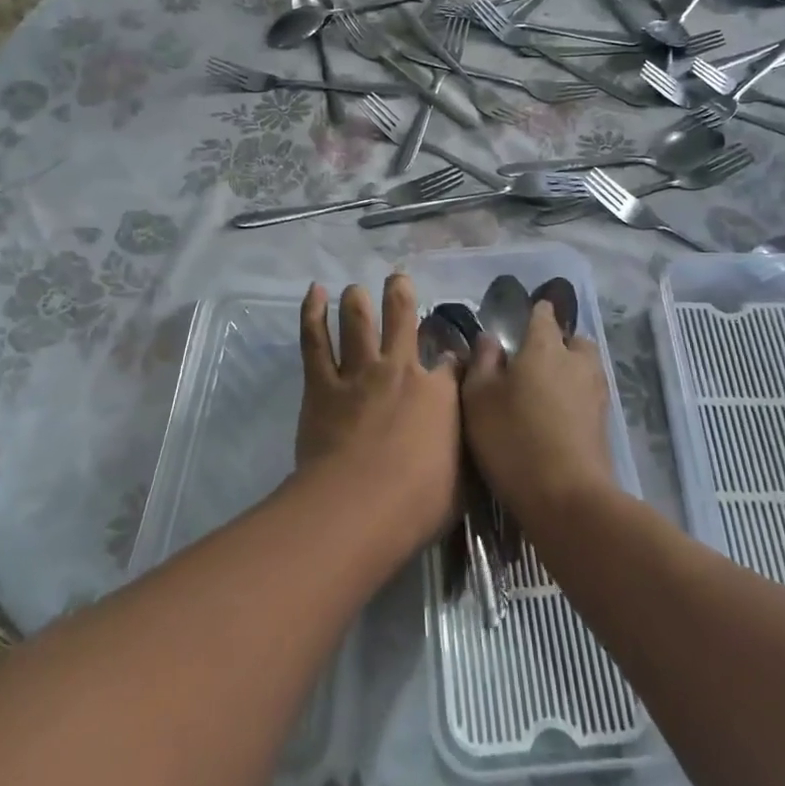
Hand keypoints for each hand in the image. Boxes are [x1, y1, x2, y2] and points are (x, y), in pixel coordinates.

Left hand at [296, 275, 462, 545]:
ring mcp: (358, 373)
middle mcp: (400, 370)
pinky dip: (312, 313)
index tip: (453, 360)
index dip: (454, 358)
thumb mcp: (462, 479)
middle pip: (402, 318)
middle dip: (401, 294)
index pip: (452, 363)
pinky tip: (314, 292)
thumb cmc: (418, 503)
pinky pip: (315, 341)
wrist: (358, 506)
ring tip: (355, 288)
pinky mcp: (322, 384)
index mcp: (439, 393)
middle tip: (397, 279)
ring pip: (358, 321)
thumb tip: (472, 438)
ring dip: (357, 299)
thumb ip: (464, 449)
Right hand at [462, 300, 614, 519]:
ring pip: (586, 368)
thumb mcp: (479, 399)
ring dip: (571, 371)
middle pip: (575, 340)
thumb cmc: (513, 439)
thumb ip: (483, 362)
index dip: (536, 311)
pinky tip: (557, 416)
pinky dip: (576, 398)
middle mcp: (576, 362)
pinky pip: (589, 396)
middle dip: (560, 342)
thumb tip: (490, 338)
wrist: (567, 497)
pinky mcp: (604, 424)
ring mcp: (596, 393)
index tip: (527, 314)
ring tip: (546, 390)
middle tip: (535, 359)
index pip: (544, 315)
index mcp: (545, 347)